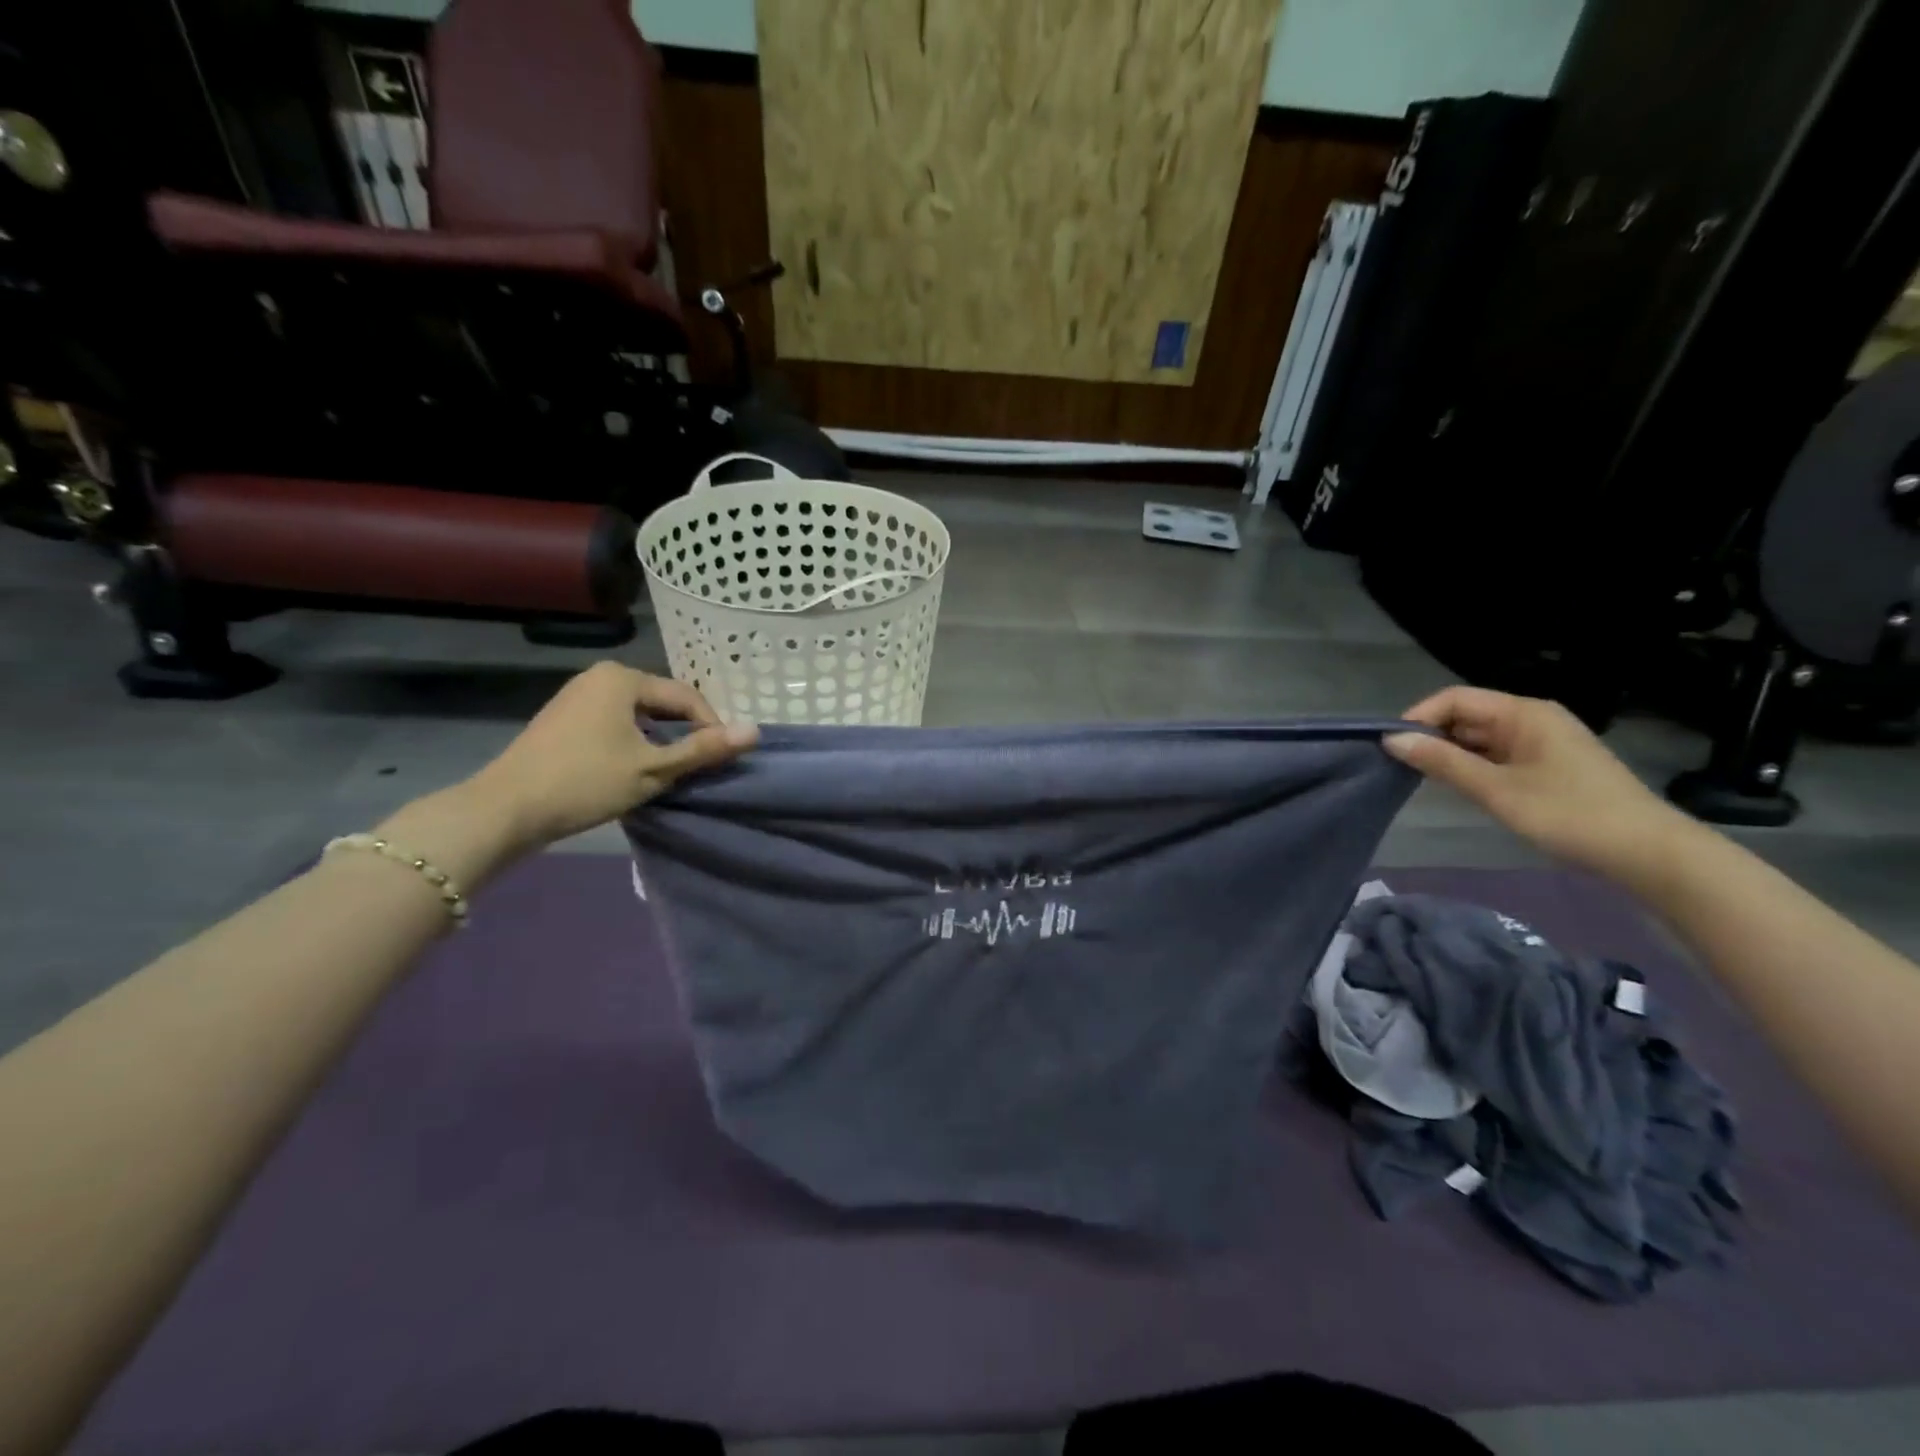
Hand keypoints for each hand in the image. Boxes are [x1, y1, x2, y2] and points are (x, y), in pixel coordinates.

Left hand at [467, 662, 757, 851]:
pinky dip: (633, 742)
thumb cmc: (586, 782)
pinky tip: (633, 769)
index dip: (711, 728)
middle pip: (662, 703)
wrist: (506, 809)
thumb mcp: (653, 768)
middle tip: (697, 768)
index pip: (686, 697)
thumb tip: (755, 731)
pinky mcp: (563, 718)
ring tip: (670, 772)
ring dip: (659, 740)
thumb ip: (704, 749)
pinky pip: (615, 722)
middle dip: (684, 734)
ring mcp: (578, 695)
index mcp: (624, 678)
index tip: (721, 760)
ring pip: (639, 715)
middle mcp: (601, 676)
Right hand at [1383, 686, 1693, 882]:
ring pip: (1480, 737)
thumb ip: (1442, 762)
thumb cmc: (1569, 815)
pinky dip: (1473, 766)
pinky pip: (1497, 755)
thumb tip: (1392, 740)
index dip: (1419, 717)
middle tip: (1402, 768)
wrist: (1649, 854)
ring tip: (1425, 780)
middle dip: (1432, 737)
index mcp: (1524, 713)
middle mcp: (1533, 719)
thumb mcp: (1497, 790)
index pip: (1455, 699)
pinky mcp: (1548, 766)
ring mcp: (1543, 743)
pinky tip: (1462, 788)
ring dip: (1451, 754)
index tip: (1392, 747)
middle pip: (1467, 715)